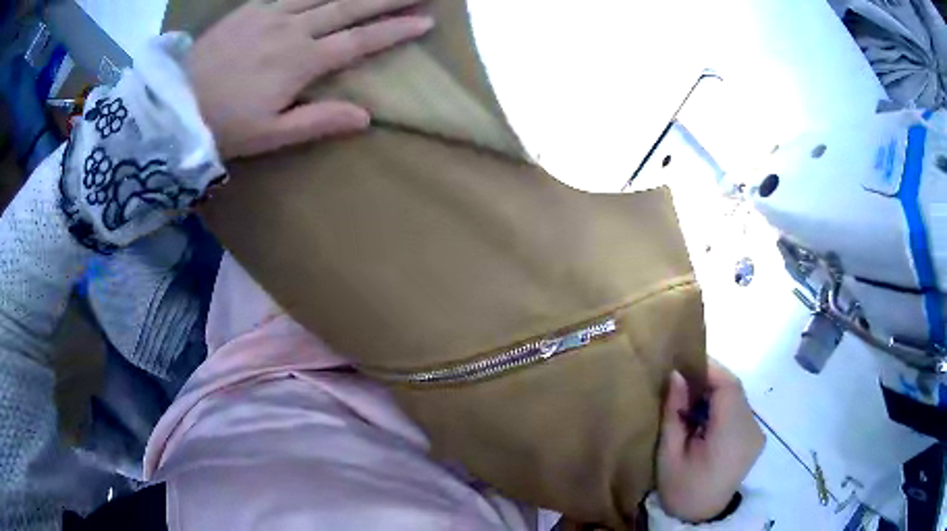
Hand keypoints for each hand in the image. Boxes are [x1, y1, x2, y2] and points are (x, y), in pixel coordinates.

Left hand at [186, 0, 432, 158]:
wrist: (174, 107)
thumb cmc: (223, 126)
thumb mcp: (271, 136)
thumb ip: (318, 121)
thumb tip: (365, 117)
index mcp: (299, 62)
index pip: (358, 42)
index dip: (393, 31)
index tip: (425, 22)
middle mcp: (291, 29)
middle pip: (348, 6)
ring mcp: (269, 14)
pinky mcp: (250, 9)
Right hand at [656, 361, 764, 522]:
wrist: (700, 517)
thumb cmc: (680, 489)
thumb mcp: (668, 455)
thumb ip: (674, 413)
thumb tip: (676, 375)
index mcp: (731, 436)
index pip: (729, 386)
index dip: (709, 369)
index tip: (684, 364)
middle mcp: (751, 429)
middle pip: (735, 389)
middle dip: (709, 380)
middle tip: (682, 383)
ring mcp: (756, 433)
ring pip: (738, 397)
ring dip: (715, 392)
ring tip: (690, 401)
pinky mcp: (755, 437)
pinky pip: (739, 409)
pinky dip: (722, 405)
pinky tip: (704, 417)